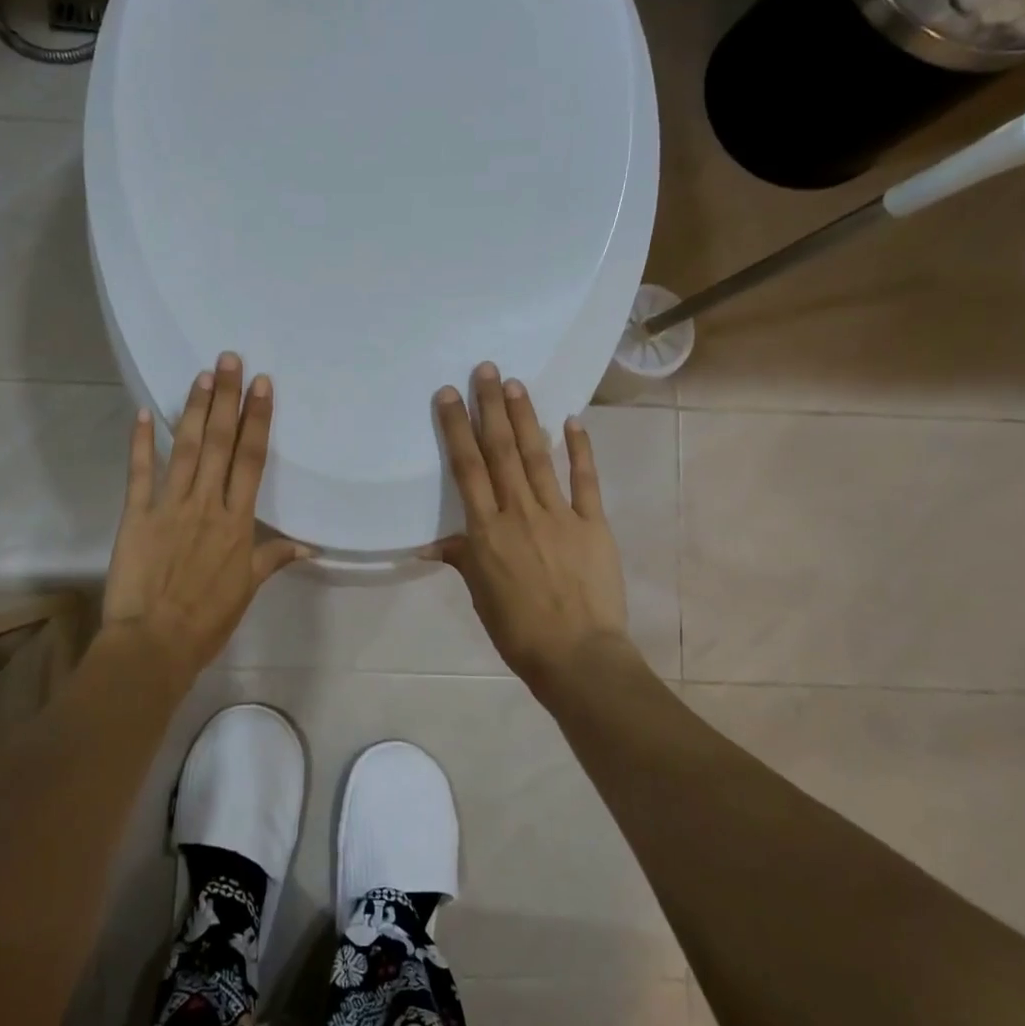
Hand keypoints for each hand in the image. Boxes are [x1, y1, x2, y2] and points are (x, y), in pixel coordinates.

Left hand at [103, 351, 308, 683]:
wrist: (154, 643)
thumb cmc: (207, 620)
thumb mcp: (247, 590)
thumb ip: (273, 559)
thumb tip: (307, 547)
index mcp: (237, 522)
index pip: (252, 460)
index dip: (258, 419)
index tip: (262, 386)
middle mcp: (207, 504)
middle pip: (220, 442)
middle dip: (226, 398)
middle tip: (228, 359)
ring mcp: (170, 506)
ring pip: (186, 448)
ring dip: (195, 409)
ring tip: (201, 375)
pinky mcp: (137, 515)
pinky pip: (140, 472)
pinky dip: (141, 441)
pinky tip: (145, 412)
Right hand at [428, 363, 629, 687]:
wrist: (577, 656)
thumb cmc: (518, 630)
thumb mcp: (480, 595)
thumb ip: (461, 559)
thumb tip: (432, 544)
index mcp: (486, 531)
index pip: (467, 468)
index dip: (456, 428)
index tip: (449, 394)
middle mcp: (518, 512)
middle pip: (500, 450)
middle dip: (490, 407)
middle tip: (485, 369)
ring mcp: (558, 514)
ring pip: (537, 456)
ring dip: (526, 417)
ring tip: (515, 384)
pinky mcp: (592, 523)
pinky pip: (585, 479)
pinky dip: (580, 448)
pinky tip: (572, 420)